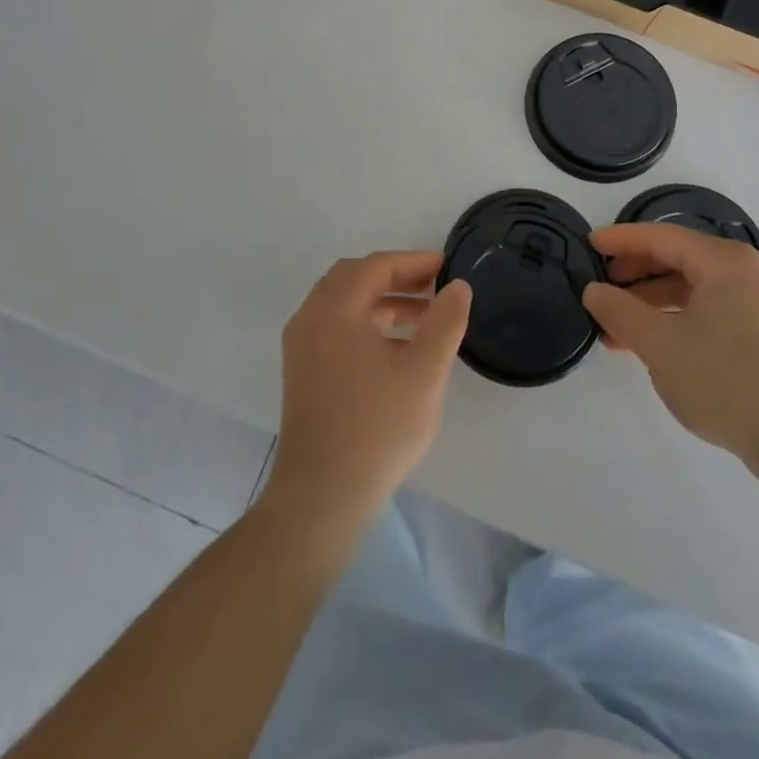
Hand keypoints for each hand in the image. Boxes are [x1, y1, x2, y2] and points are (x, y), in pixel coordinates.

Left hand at [266, 252, 471, 529]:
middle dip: (397, 277)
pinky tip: (395, 346)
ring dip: (382, 301)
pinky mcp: (301, 370)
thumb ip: (445, 321)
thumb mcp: (424, 372)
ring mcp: (300, 345)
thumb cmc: (377, 428)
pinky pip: (334, 326)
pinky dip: (365, 321)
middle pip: (354, 277)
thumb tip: (457, 286)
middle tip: (434, 287)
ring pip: (343, 303)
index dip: (414, 262)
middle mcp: (310, 318)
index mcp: (335, 309)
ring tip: (424, 317)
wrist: (321, 496)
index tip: (447, 267)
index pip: (376, 266)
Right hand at [583, 224, 758, 488]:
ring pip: (693, 290)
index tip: (589, 244)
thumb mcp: (660, 345)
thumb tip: (594, 291)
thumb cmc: (728, 381)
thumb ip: (620, 311)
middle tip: (601, 288)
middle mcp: (746, 273)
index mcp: (724, 262)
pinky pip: (710, 313)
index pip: (662, 237)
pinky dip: (677, 322)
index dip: (621, 240)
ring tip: (617, 328)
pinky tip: (653, 347)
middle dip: (635, 274)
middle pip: (679, 260)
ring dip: (652, 304)